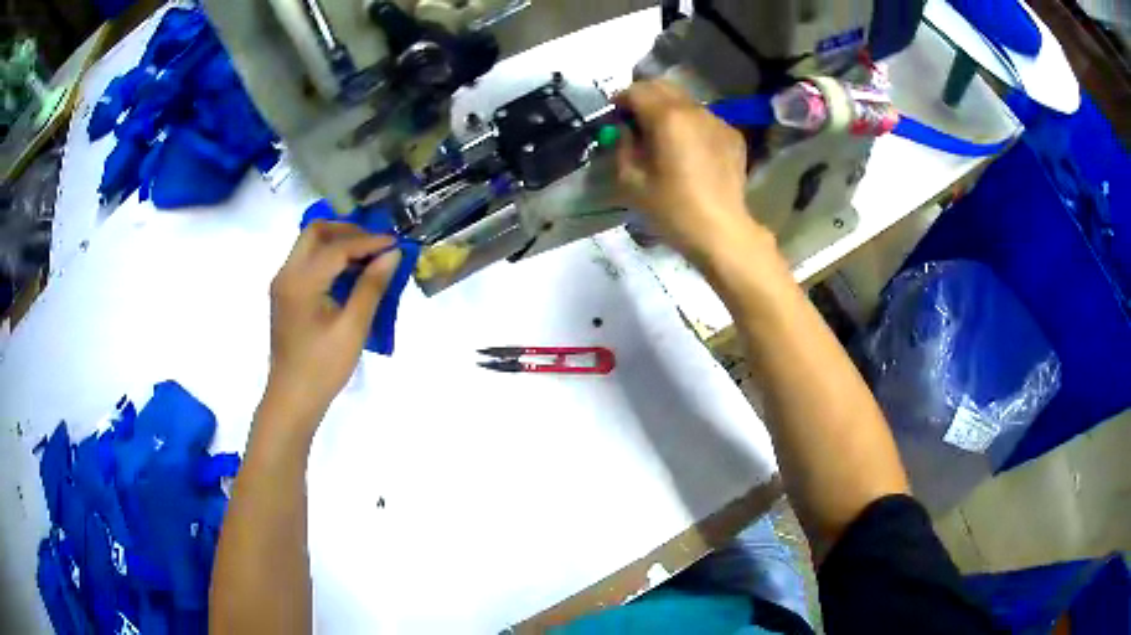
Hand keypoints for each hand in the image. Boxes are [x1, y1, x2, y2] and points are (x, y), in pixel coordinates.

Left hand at [263, 221, 401, 425]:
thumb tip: (392, 254)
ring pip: (310, 244)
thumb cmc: (323, 367)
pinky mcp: (286, 295)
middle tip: (376, 244)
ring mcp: (283, 283)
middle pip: (316, 232)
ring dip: (338, 243)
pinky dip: (329, 258)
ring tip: (368, 257)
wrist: (292, 398)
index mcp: (301, 281)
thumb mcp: (353, 328)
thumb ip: (372, 287)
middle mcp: (287, 274)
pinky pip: (307, 262)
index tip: (396, 243)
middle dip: (348, 231)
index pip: (337, 246)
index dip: (369, 241)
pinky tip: (349, 275)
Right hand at [615, 80, 765, 264]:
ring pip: (685, 101)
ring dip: (668, 109)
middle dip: (644, 98)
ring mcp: (717, 121)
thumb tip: (627, 130)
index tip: (614, 117)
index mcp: (667, 117)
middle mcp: (694, 110)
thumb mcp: (632, 181)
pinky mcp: (733, 136)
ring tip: (663, 136)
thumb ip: (624, 145)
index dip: (620, 100)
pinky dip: (690, 124)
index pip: (637, 90)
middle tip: (635, 121)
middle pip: (663, 86)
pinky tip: (689, 150)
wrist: (721, 231)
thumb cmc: (672, 209)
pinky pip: (704, 118)